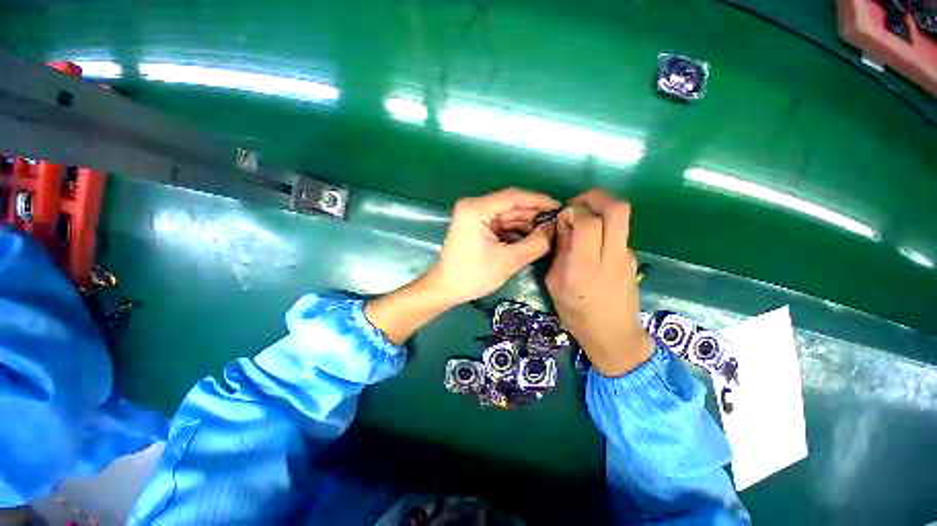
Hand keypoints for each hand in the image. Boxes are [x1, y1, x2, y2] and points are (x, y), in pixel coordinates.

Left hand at [366, 188, 558, 344]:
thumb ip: (535, 243)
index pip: (513, 197)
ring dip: (526, 224)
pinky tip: (531, 238)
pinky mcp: (476, 226)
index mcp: (477, 209)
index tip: (560, 207)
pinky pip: (500, 224)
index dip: (539, 201)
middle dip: (533, 215)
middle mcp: (474, 206)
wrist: (447, 289)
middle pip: (510, 205)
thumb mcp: (509, 260)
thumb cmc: (475, 275)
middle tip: (557, 223)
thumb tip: (553, 228)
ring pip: (506, 215)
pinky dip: (515, 231)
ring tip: (548, 232)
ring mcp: (474, 216)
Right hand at [546, 189, 652, 376]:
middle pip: (617, 209)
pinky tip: (591, 241)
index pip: (588, 222)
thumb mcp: (555, 284)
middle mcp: (612, 256)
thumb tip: (564, 228)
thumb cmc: (577, 313)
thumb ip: (560, 253)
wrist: (614, 335)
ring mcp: (627, 256)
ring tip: (582, 221)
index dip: (573, 211)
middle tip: (577, 203)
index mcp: (586, 266)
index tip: (562, 219)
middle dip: (595, 197)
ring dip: (601, 210)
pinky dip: (605, 226)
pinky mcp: (632, 258)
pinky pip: (619, 231)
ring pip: (622, 217)